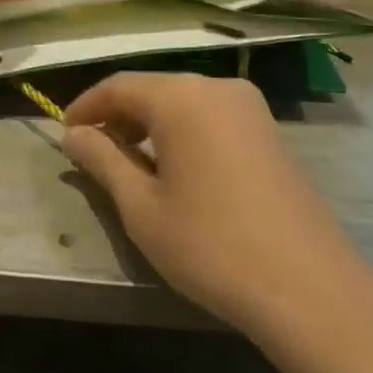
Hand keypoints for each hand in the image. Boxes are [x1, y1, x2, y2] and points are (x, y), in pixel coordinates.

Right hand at [62, 74, 358, 338]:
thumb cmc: (210, 245)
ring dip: (151, 125)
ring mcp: (250, 108)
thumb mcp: (141, 207)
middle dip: (119, 116)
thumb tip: (74, 135)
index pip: (120, 85)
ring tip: (129, 164)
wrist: (308, 287)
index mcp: (182, 97)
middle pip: (154, 90)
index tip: (64, 133)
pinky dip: (183, 133)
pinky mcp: (270, 132)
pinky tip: (175, 169)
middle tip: (92, 152)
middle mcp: (218, 87)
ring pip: (184, 103)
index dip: (86, 106)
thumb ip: (103, 161)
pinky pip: (212, 118)